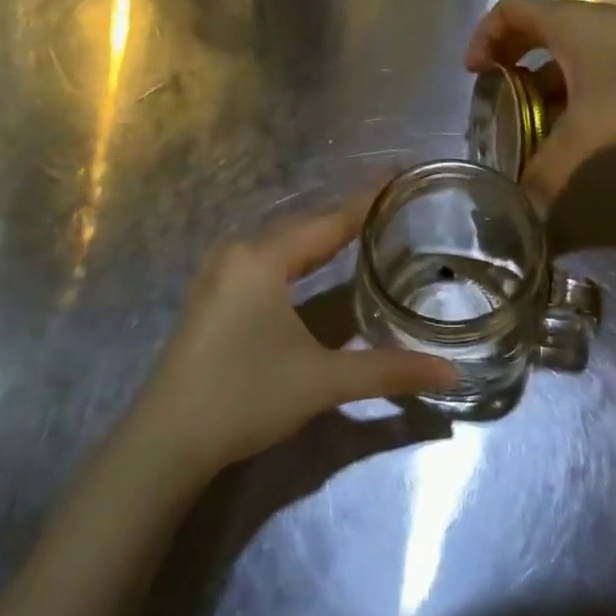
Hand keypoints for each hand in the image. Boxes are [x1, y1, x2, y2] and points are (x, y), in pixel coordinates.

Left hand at [130, 195, 458, 473]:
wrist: (166, 440)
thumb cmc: (245, 397)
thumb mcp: (323, 381)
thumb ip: (389, 371)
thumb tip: (450, 372)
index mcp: (263, 259)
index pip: (329, 221)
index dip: (367, 199)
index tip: (399, 175)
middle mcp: (238, 253)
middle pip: (304, 226)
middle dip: (346, 216)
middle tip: (390, 207)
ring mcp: (218, 274)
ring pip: (281, 243)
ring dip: (319, 237)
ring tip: (361, 231)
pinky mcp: (210, 296)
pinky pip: (263, 260)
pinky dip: (295, 256)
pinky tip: (311, 268)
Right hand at [466, 0, 615, 202]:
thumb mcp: (593, 127)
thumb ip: (552, 166)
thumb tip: (525, 207)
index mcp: (564, 23)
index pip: (507, 11)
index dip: (483, 37)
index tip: (475, 73)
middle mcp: (583, 21)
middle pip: (529, 28)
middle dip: (506, 59)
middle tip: (495, 94)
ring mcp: (610, 35)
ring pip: (558, 49)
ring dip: (537, 77)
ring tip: (528, 115)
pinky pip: (583, 63)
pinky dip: (566, 85)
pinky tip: (571, 120)